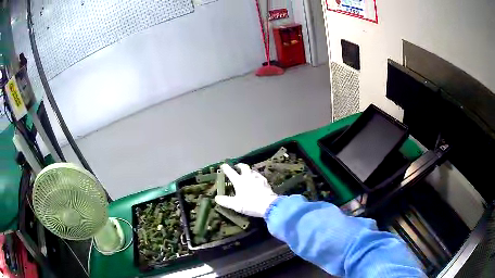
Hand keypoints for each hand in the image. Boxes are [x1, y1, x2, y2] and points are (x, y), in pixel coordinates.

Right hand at [215, 163, 278, 217]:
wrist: (268, 205)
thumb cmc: (250, 204)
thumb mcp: (235, 205)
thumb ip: (225, 201)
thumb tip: (216, 198)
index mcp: (239, 181)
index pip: (231, 172)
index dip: (226, 168)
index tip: (223, 165)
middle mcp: (248, 177)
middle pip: (243, 167)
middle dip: (239, 165)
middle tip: (236, 167)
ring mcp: (258, 178)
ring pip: (252, 170)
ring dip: (248, 170)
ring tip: (246, 173)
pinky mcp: (265, 182)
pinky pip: (259, 176)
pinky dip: (256, 176)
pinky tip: (256, 179)